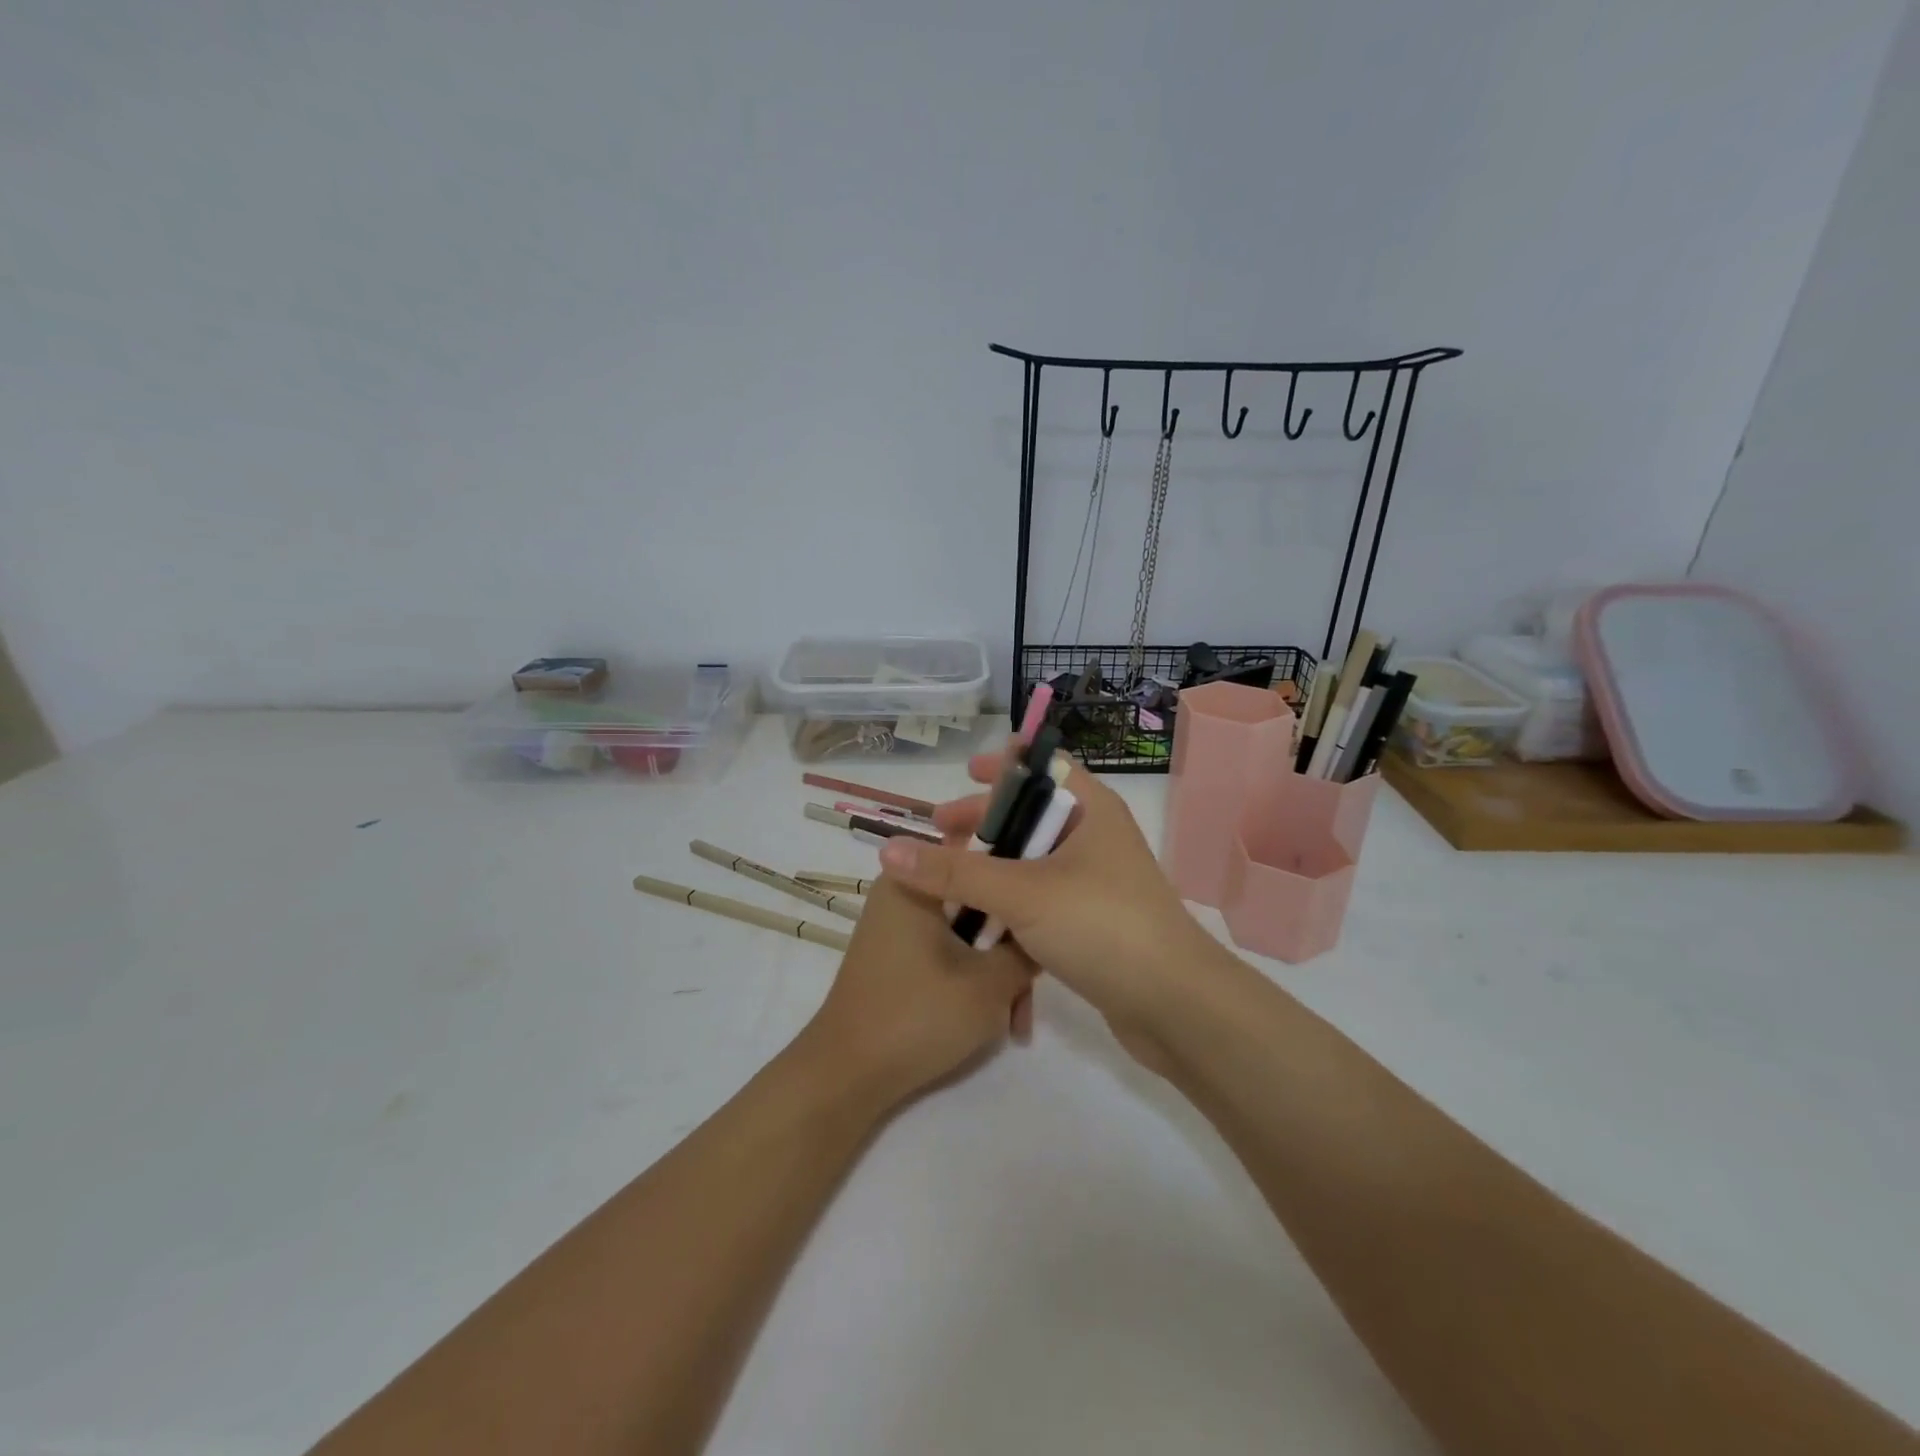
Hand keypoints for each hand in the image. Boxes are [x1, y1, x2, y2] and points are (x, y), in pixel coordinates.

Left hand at [799, 877, 1034, 1110]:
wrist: (848, 1077)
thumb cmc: (918, 1016)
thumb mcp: (990, 983)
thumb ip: (1027, 949)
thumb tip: (1044, 932)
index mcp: (916, 878)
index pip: (981, 852)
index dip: (1021, 875)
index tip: (1050, 906)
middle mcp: (904, 891)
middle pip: (978, 897)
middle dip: (1012, 941)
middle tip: (1036, 981)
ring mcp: (899, 925)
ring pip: (967, 930)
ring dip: (997, 967)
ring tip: (1017, 1018)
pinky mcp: (899, 955)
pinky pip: (949, 949)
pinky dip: (973, 976)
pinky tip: (997, 1018)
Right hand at [875, 745, 1226, 1061]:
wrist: (1175, 1006)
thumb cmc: (1102, 925)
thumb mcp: (1021, 892)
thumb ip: (954, 871)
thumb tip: (888, 850)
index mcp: (1091, 810)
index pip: (1044, 768)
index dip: (1005, 766)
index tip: (965, 773)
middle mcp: (1095, 838)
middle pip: (1031, 815)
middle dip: (985, 821)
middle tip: (939, 831)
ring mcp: (1095, 882)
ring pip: (1032, 861)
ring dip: (991, 865)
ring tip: (946, 877)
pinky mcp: (1091, 922)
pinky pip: (1039, 898)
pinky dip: (1008, 900)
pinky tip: (976, 916)